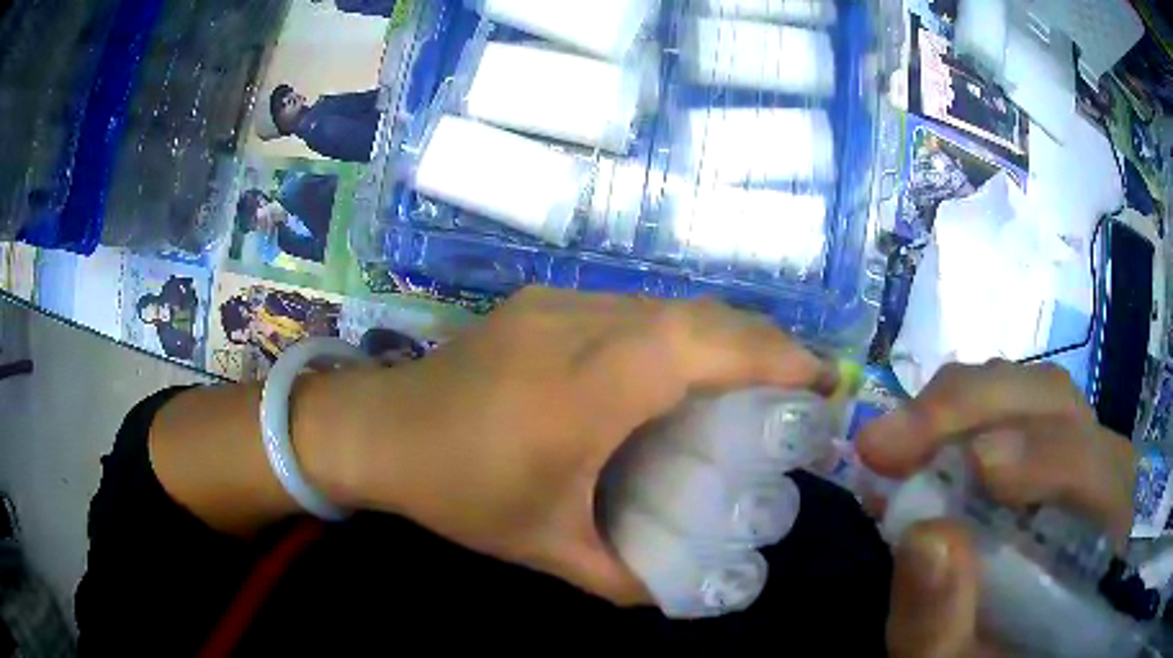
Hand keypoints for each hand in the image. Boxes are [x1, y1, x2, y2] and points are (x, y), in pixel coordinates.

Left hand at [331, 288, 837, 604]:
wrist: (379, 430)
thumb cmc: (456, 491)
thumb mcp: (544, 549)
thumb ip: (621, 578)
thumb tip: (683, 593)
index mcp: (583, 390)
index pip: (701, 347)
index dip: (774, 356)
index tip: (822, 381)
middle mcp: (578, 327)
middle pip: (696, 315)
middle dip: (763, 342)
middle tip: (801, 385)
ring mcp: (558, 304)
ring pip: (667, 304)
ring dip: (724, 332)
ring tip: (756, 376)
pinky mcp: (544, 301)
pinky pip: (634, 306)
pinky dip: (681, 329)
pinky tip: (685, 366)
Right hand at [858, 361, 1134, 656]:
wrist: (980, 652)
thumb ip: (941, 625)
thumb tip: (925, 537)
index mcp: (1099, 537)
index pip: (1096, 470)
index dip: (1044, 456)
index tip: (972, 466)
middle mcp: (1094, 474)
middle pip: (1057, 406)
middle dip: (976, 410)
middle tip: (891, 442)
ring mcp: (1063, 451)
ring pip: (1026, 391)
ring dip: (956, 406)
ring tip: (891, 442)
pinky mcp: (1029, 446)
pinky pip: (999, 405)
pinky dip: (950, 415)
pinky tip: (908, 444)